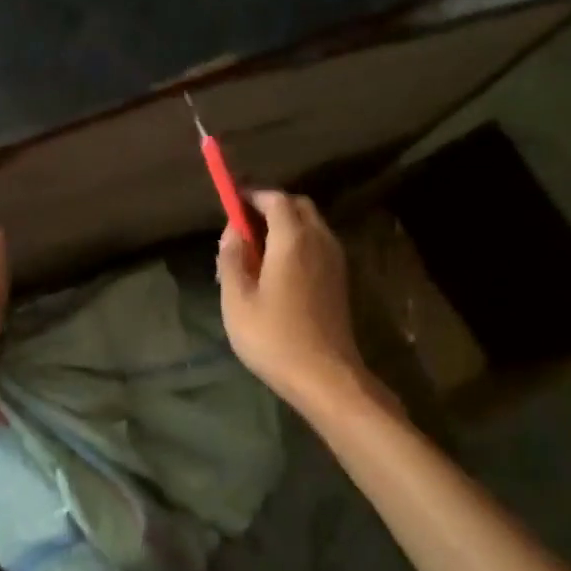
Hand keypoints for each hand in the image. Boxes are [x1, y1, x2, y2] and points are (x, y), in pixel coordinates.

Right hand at [217, 191, 366, 411]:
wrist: (324, 375)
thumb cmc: (273, 337)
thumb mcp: (236, 300)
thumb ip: (231, 258)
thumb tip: (232, 231)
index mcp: (293, 239)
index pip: (275, 199)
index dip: (252, 195)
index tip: (231, 199)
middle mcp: (319, 240)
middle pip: (297, 206)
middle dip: (270, 206)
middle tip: (243, 223)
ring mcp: (334, 260)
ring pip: (311, 225)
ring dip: (285, 225)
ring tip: (256, 248)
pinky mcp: (339, 279)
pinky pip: (317, 244)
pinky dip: (297, 242)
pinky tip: (277, 268)